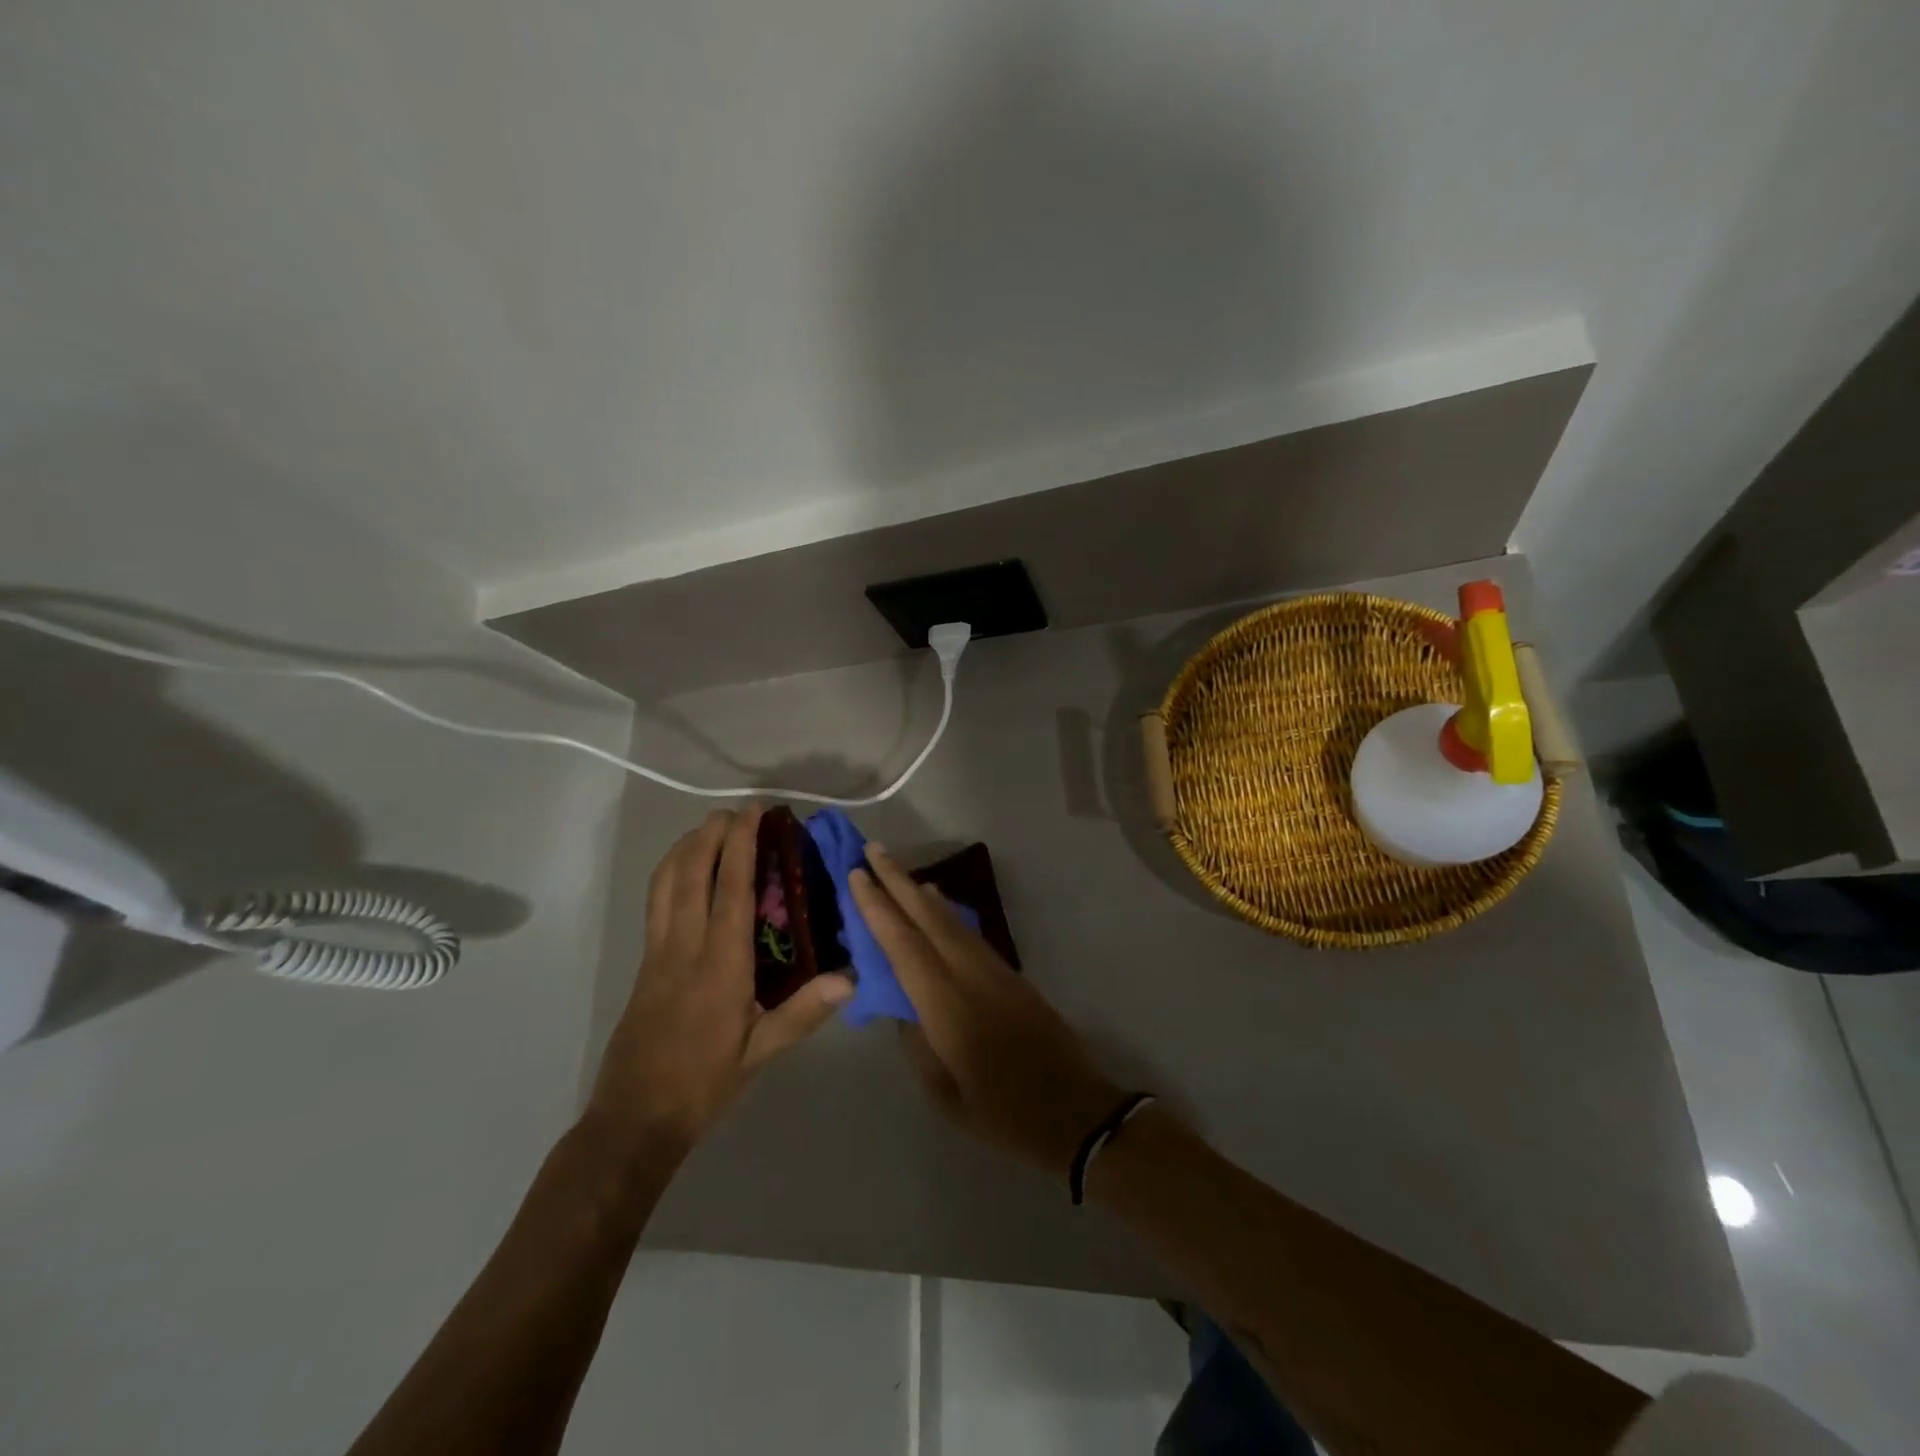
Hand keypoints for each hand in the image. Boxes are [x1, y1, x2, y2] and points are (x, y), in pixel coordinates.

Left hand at [587, 808, 852, 1158]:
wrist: (633, 1120)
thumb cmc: (703, 1086)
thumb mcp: (760, 1055)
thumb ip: (803, 1013)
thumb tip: (849, 978)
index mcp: (720, 966)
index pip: (731, 890)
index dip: (741, 845)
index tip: (753, 814)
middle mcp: (684, 948)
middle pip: (691, 873)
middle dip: (710, 833)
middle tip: (735, 812)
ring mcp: (658, 953)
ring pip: (665, 883)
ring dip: (685, 847)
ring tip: (709, 829)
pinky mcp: (644, 963)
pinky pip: (655, 902)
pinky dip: (670, 872)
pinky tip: (684, 872)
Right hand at [850, 844, 1122, 1178]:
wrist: (1076, 1112)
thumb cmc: (1003, 1115)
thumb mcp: (945, 1095)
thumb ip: (918, 1044)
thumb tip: (901, 1006)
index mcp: (947, 1006)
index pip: (903, 945)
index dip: (878, 907)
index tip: (857, 874)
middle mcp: (970, 975)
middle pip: (928, 917)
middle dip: (898, 880)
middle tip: (873, 849)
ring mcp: (995, 971)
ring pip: (951, 920)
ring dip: (921, 891)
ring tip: (898, 871)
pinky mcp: (1011, 974)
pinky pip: (969, 932)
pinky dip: (946, 912)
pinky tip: (936, 906)